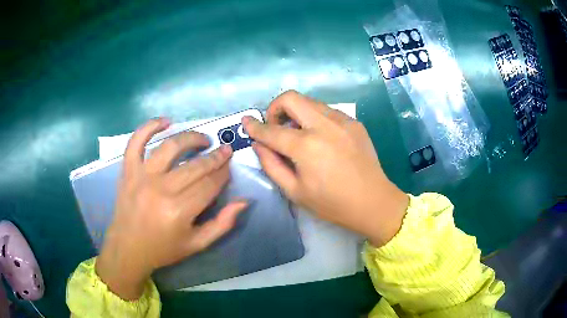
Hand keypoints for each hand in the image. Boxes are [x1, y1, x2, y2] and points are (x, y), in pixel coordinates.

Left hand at [95, 118, 247, 299]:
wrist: (128, 248)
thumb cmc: (163, 249)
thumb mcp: (197, 244)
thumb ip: (222, 224)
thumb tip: (243, 201)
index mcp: (179, 212)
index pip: (210, 184)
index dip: (224, 174)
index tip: (229, 168)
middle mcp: (161, 190)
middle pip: (195, 166)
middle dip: (216, 157)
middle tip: (225, 151)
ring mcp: (141, 176)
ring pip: (171, 147)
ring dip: (191, 138)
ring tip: (203, 140)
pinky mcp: (128, 170)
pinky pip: (137, 141)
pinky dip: (150, 127)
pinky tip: (166, 122)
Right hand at [243, 91, 407, 246]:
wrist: (373, 202)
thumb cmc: (332, 204)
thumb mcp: (295, 191)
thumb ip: (271, 165)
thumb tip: (259, 144)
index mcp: (306, 146)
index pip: (271, 130)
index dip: (254, 126)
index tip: (246, 122)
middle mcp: (324, 125)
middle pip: (291, 98)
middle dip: (275, 108)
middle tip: (275, 127)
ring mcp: (342, 120)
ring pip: (310, 101)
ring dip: (296, 112)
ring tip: (298, 134)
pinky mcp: (354, 122)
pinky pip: (327, 111)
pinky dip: (314, 118)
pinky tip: (320, 138)